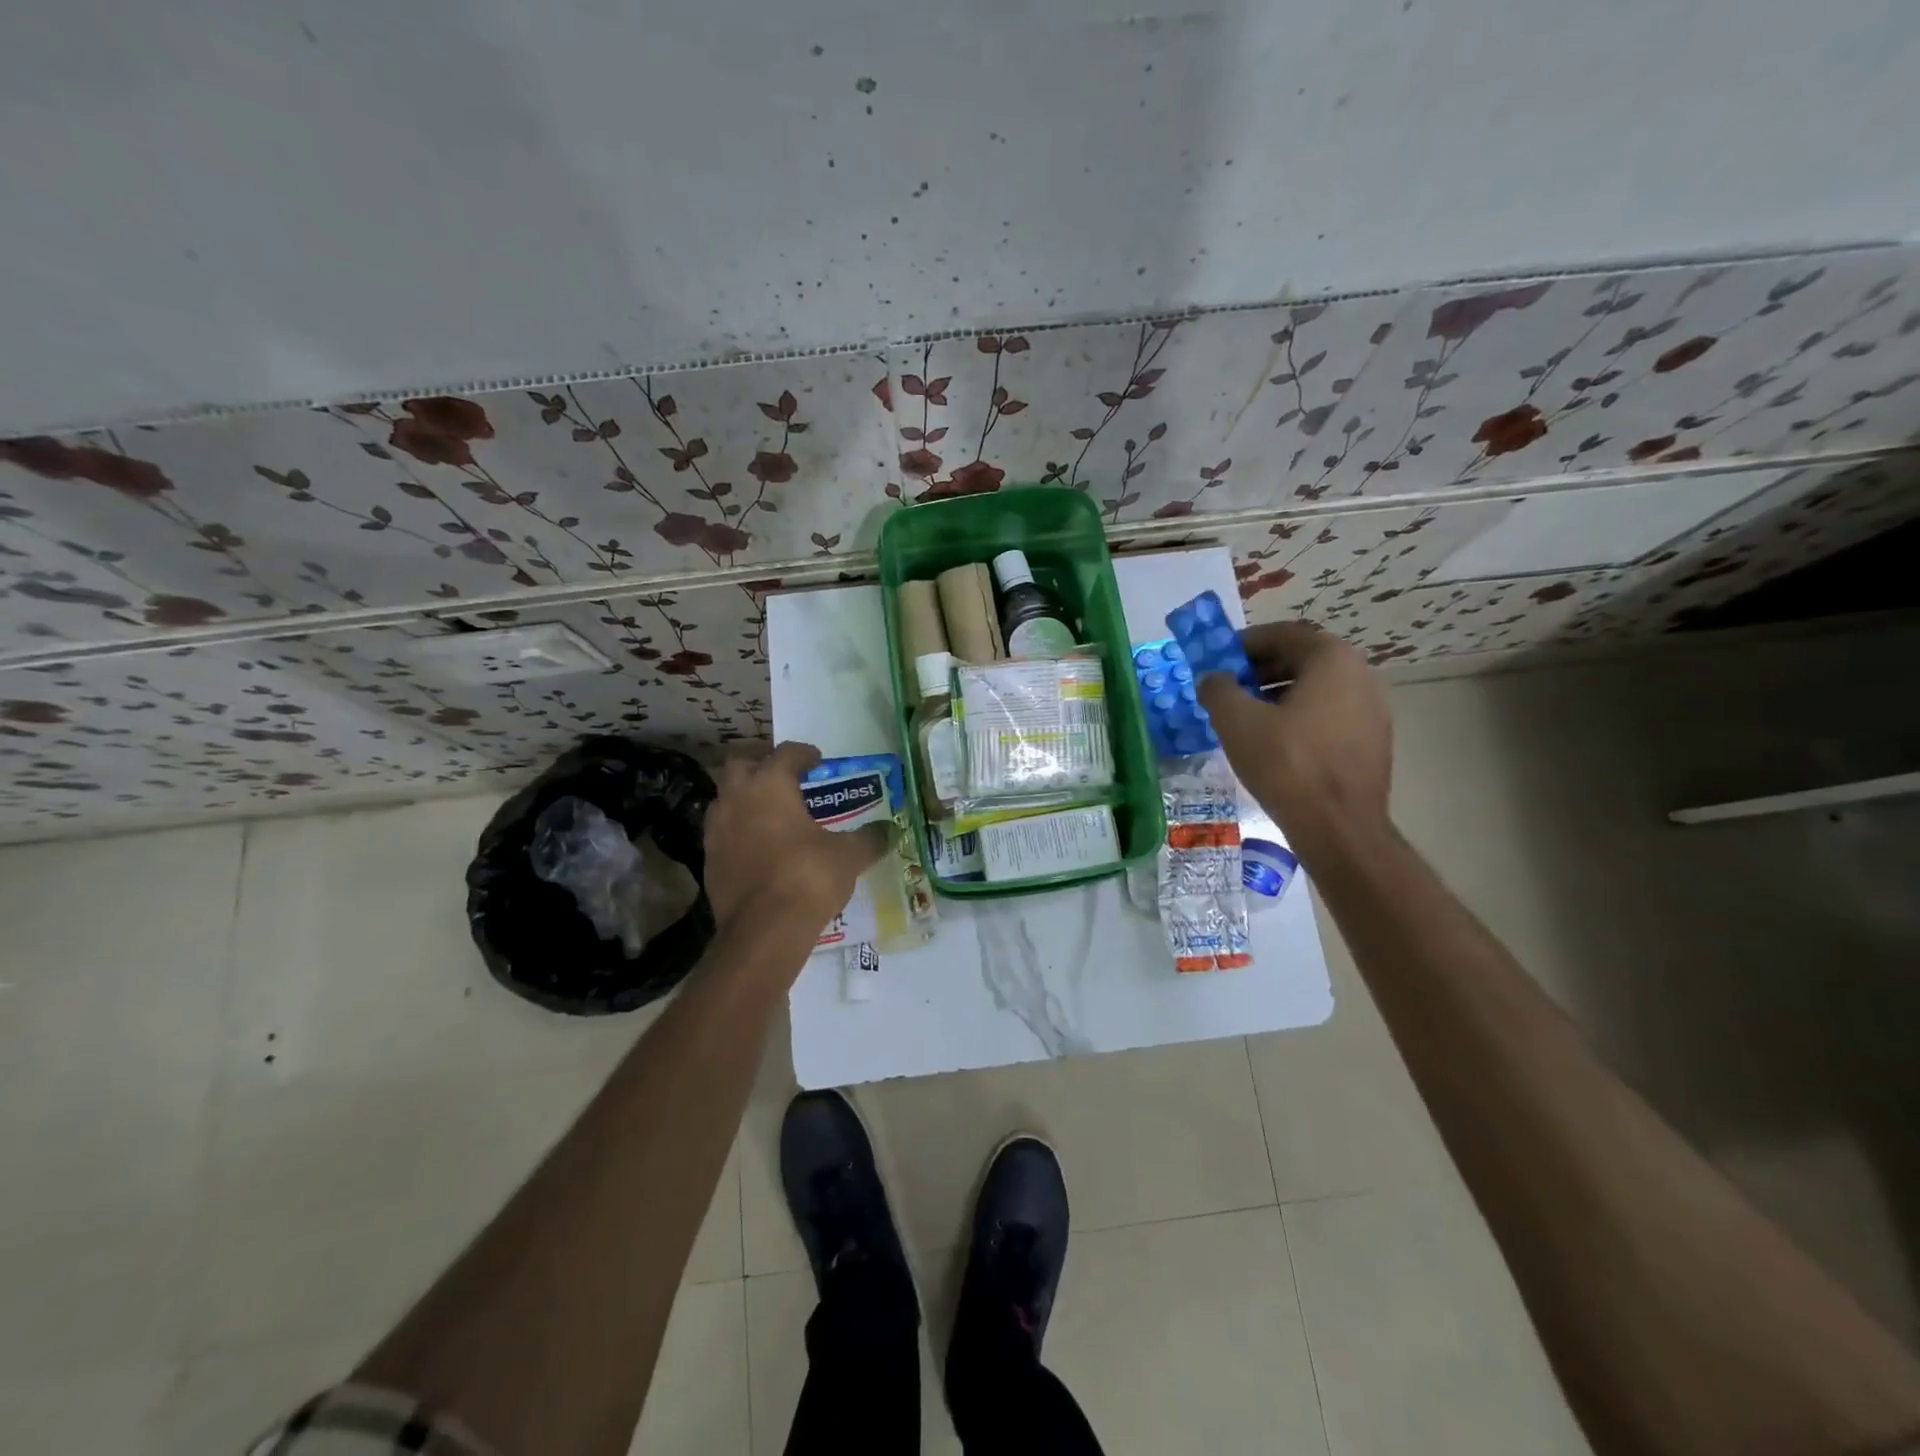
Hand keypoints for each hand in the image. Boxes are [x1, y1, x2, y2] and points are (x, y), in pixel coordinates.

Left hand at [703, 741, 890, 937]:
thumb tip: (889, 831)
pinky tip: (759, 848)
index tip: (817, 761)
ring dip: (745, 799)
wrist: (763, 931)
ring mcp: (716, 830)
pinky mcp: (709, 861)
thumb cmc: (808, 877)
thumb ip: (869, 838)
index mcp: (770, 785)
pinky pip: (722, 833)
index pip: (786, 753)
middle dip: (762, 766)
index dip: (804, 753)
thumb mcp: (848, 855)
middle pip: (741, 765)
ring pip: (726, 799)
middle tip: (786, 780)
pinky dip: (739, 832)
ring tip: (771, 814)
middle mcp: (737, 799)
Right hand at [1196, 622, 1391, 848]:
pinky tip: (1274, 745)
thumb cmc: (1287, 764)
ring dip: (1276, 696)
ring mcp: (1372, 711)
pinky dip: (1298, 719)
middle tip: (1227, 691)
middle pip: (1300, 660)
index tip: (1217, 662)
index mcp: (1331, 659)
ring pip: (1315, 690)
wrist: (1339, 828)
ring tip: (1245, 720)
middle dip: (1259, 671)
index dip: (1243, 644)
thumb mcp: (1236, 721)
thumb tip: (1213, 679)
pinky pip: (1328, 716)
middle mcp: (1360, 675)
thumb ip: (1218, 689)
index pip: (1282, 634)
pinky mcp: (1372, 742)